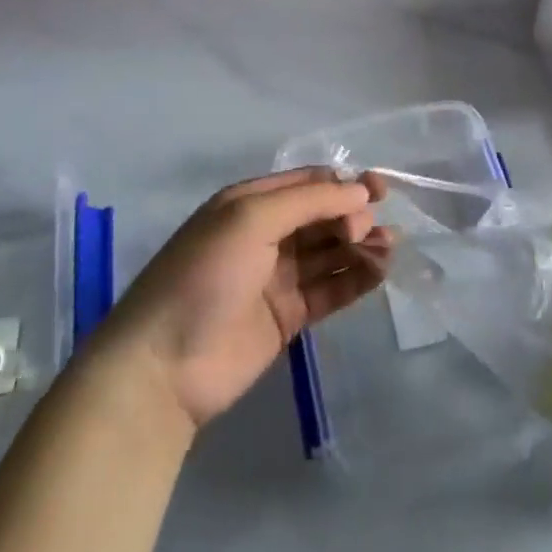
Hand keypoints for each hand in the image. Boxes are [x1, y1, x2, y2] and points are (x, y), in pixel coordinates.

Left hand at [110, 169, 392, 428]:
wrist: (164, 367)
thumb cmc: (204, 276)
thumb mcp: (250, 220)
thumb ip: (310, 201)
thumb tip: (361, 191)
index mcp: (250, 204)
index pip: (309, 183)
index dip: (345, 185)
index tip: (380, 192)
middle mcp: (266, 234)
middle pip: (324, 217)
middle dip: (354, 217)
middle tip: (369, 233)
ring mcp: (277, 277)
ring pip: (331, 253)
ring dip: (361, 247)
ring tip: (388, 252)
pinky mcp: (288, 316)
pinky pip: (330, 289)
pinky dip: (356, 279)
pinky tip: (379, 274)